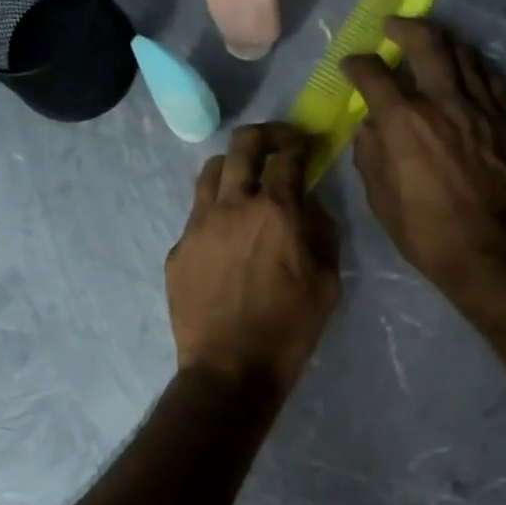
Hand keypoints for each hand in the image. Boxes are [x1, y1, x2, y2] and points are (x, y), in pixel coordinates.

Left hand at [167, 123, 339, 394]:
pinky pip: (197, 215)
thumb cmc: (289, 329)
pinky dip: (216, 212)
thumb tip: (309, 204)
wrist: (229, 369)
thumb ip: (321, 232)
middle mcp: (233, 206)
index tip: (305, 144)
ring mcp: (198, 226)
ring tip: (246, 183)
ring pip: (211, 172)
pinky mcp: (178, 250)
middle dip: (264, 135)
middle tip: (277, 144)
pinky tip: (226, 238)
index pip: (287, 156)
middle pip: (242, 145)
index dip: (299, 142)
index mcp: (275, 211)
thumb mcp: (327, 282)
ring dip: (234, 167)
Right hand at [343, 18, 505, 299]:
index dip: (357, 64)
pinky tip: (468, 69)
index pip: (374, 74)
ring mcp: (483, 107)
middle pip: (426, 43)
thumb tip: (367, 126)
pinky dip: (474, 66)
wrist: (492, 252)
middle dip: (404, 28)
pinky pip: (492, 78)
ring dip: (442, 40)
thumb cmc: (427, 233)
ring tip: (431, 40)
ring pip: (464, 53)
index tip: (351, 65)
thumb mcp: (381, 200)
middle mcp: (444, 101)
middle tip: (393, 27)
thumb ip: (370, 155)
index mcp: (405, 122)